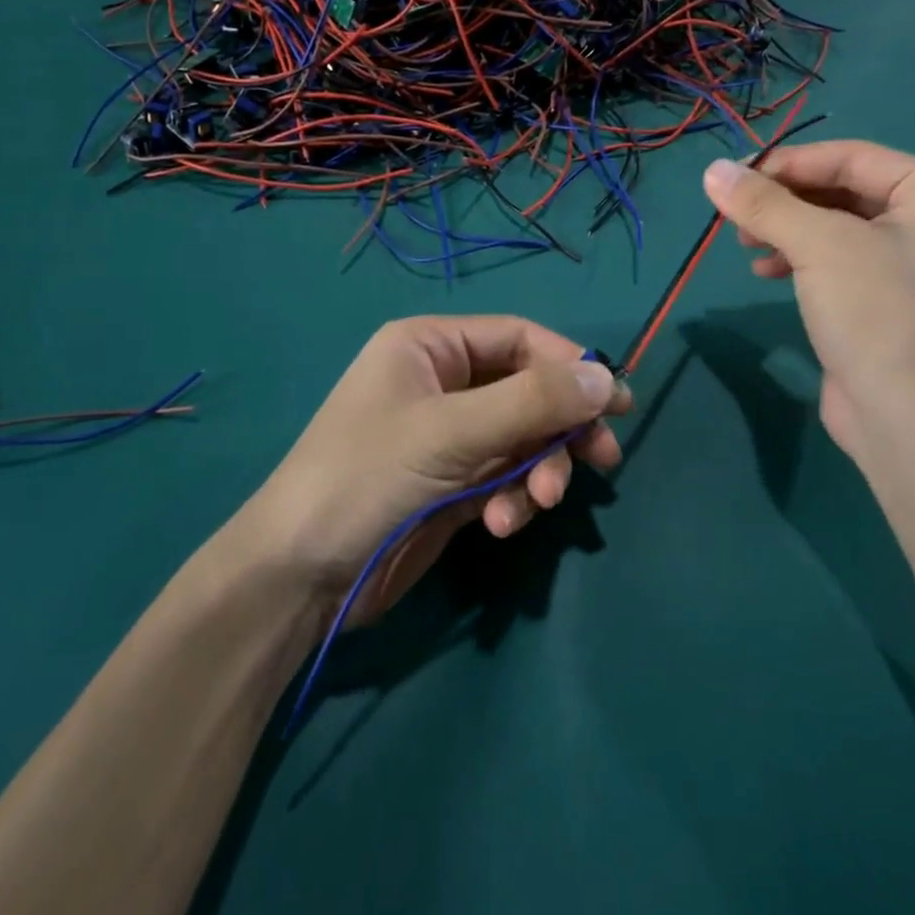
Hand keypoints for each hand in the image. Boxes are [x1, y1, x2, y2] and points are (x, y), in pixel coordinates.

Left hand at [239, 317, 630, 626]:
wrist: (300, 575)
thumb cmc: (368, 476)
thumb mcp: (452, 431)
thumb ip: (532, 402)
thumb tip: (608, 377)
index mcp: (431, 346)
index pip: (519, 338)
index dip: (570, 366)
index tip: (615, 402)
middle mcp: (443, 383)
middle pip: (528, 391)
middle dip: (560, 428)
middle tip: (602, 458)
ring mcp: (449, 437)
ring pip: (523, 439)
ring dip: (539, 471)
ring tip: (538, 504)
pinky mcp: (454, 484)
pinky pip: (506, 477)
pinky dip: (514, 499)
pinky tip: (501, 525)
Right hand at [702, 141, 914, 453]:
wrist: (913, 421)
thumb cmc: (877, 314)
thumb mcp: (818, 246)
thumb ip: (764, 203)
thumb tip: (711, 169)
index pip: (851, 157)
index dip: (787, 163)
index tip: (732, 178)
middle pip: (844, 191)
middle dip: (785, 202)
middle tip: (735, 216)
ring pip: (839, 228)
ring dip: (787, 231)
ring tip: (745, 246)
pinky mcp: (894, 301)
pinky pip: (843, 262)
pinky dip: (802, 260)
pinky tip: (766, 272)